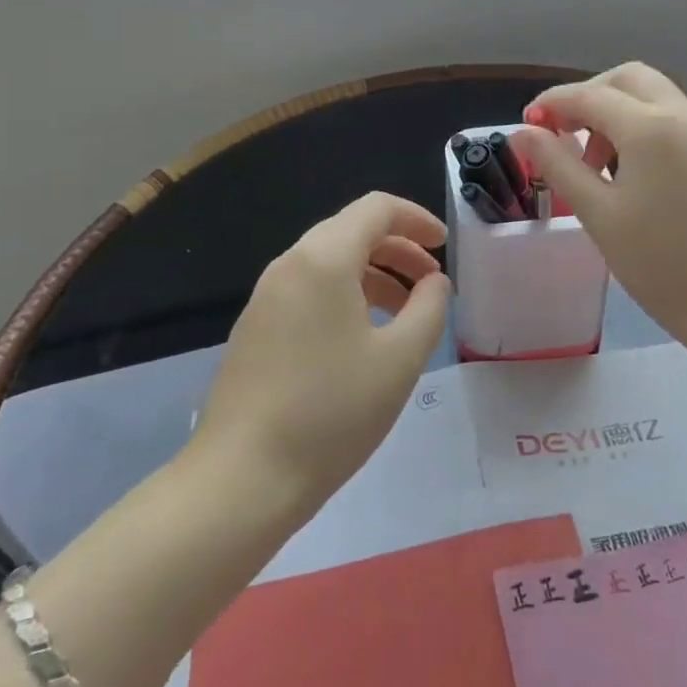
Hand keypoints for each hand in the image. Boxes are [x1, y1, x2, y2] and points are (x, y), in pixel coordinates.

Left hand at [192, 192, 451, 515]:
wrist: (241, 478)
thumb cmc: (330, 413)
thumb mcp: (399, 360)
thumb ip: (428, 309)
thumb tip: (434, 282)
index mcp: (323, 259)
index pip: (376, 208)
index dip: (416, 218)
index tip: (444, 246)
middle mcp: (290, 264)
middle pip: (352, 230)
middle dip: (398, 248)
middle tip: (431, 283)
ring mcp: (266, 296)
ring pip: (329, 262)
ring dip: (373, 274)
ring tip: (406, 314)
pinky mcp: (255, 327)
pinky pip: (309, 289)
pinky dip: (345, 295)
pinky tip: (362, 338)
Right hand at [513, 63, 686, 347]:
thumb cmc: (661, 263)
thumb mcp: (598, 213)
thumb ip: (557, 164)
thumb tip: (523, 132)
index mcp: (649, 126)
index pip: (588, 95)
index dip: (551, 104)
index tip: (526, 126)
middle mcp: (681, 115)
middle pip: (626, 79)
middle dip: (588, 96)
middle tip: (563, 133)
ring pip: (651, 95)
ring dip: (615, 110)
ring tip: (592, 162)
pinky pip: (670, 117)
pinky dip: (640, 125)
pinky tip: (626, 170)